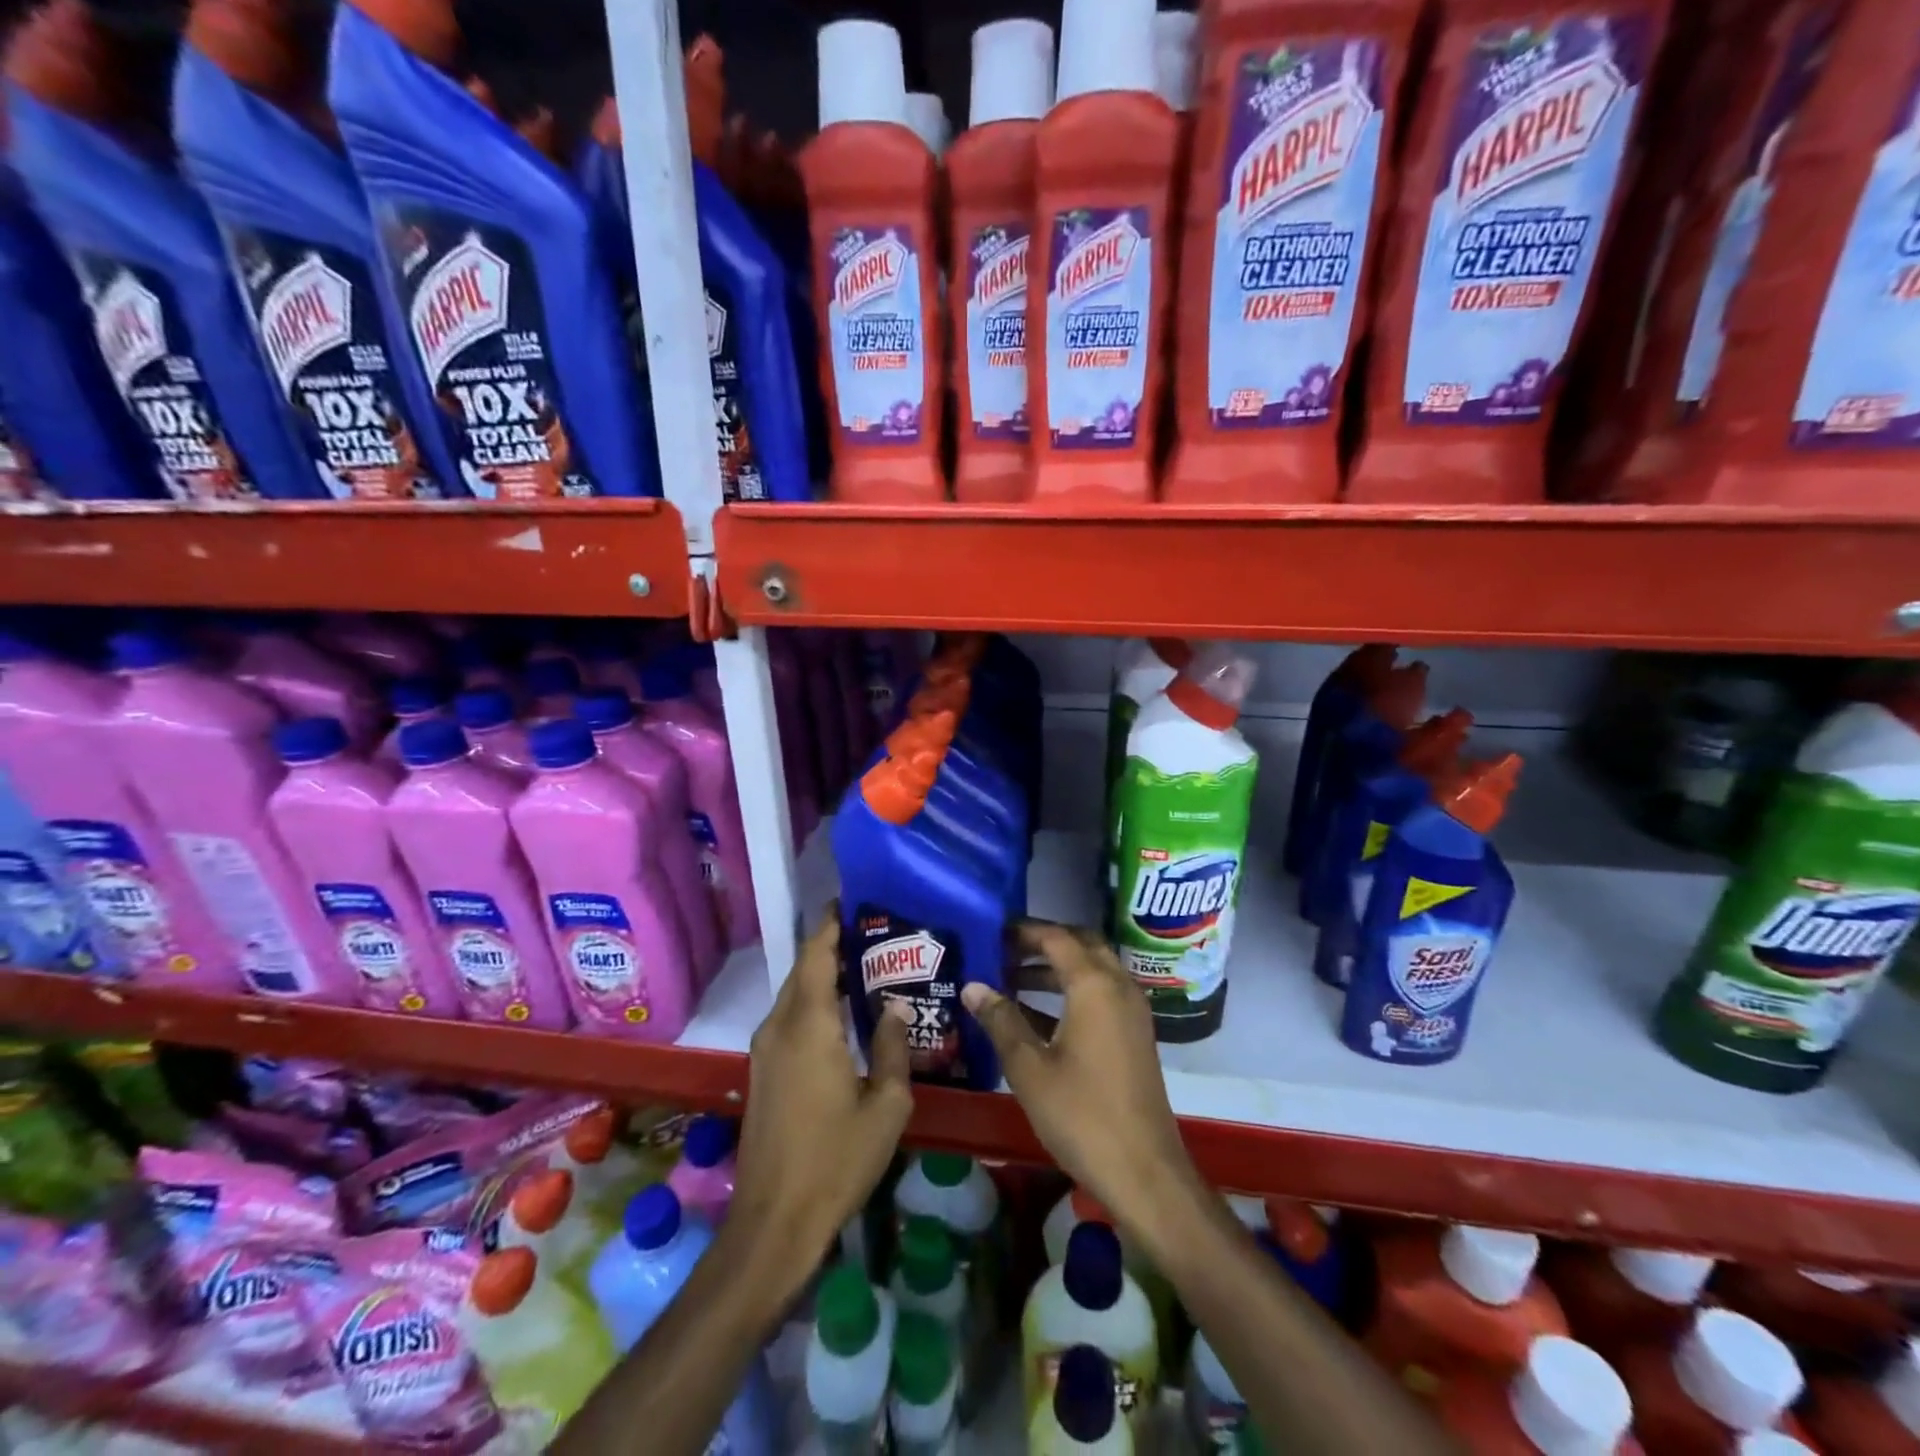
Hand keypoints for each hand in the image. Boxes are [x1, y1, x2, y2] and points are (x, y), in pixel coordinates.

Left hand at [731, 915, 912, 1262]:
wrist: (773, 1223)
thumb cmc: (836, 1161)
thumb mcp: (886, 1106)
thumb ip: (894, 1046)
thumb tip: (899, 1005)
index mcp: (809, 1024)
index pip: (817, 953)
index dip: (833, 922)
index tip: (857, 900)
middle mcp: (780, 1026)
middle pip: (804, 968)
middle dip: (834, 945)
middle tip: (878, 935)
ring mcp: (765, 1049)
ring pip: (795, 993)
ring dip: (825, 975)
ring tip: (869, 968)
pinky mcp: (762, 1070)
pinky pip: (790, 1017)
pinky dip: (816, 1002)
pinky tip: (846, 1015)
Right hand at [961, 922, 1203, 1237]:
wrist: (1144, 1172)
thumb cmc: (1082, 1115)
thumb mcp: (1030, 1068)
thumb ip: (1001, 1021)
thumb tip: (973, 986)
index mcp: (1094, 985)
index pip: (1056, 937)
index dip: (1023, 931)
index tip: (991, 932)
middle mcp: (1118, 986)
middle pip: (1080, 945)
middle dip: (1042, 943)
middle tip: (1003, 950)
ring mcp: (1132, 1011)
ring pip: (1092, 969)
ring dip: (1055, 968)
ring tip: (1010, 978)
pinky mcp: (1135, 1034)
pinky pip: (1101, 994)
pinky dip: (1071, 991)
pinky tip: (1036, 1015)